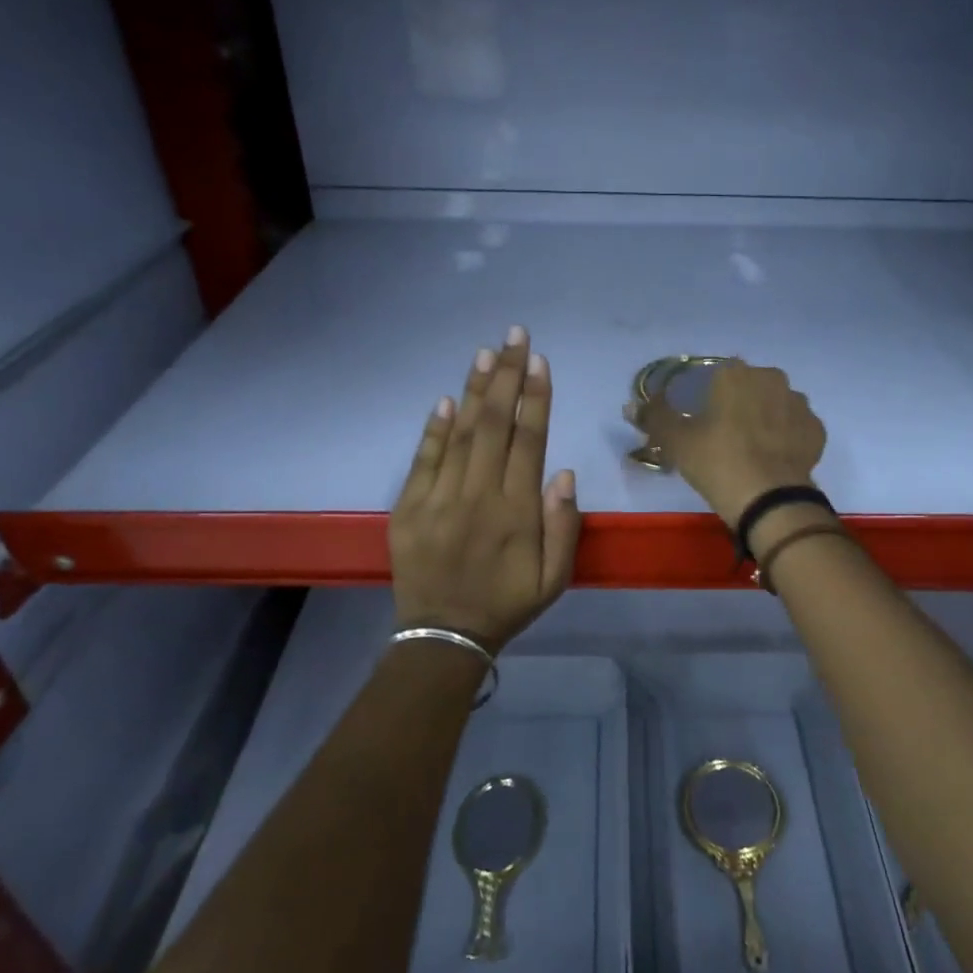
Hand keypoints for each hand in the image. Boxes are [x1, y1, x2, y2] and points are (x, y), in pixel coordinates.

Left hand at [390, 328, 581, 655]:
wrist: (443, 637)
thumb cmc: (507, 604)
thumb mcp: (554, 579)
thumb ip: (563, 526)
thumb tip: (562, 472)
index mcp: (516, 511)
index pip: (528, 441)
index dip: (536, 398)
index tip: (539, 361)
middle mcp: (478, 496)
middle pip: (495, 425)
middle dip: (507, 376)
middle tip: (515, 336)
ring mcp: (439, 499)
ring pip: (460, 434)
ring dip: (475, 391)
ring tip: (486, 353)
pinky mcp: (409, 508)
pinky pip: (424, 460)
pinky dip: (435, 428)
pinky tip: (448, 400)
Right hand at [630, 360, 826, 526]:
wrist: (770, 501)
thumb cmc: (718, 462)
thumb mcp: (676, 441)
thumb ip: (654, 417)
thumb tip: (631, 406)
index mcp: (735, 374)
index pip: (713, 376)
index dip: (703, 397)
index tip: (697, 420)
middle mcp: (771, 378)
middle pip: (746, 387)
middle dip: (735, 404)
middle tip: (720, 436)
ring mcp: (798, 403)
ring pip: (773, 405)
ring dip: (762, 418)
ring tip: (748, 449)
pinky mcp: (816, 430)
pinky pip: (794, 427)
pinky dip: (784, 437)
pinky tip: (771, 458)